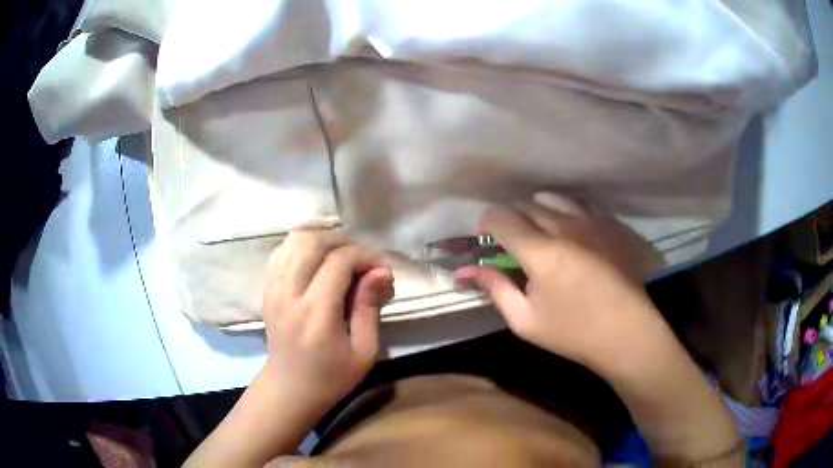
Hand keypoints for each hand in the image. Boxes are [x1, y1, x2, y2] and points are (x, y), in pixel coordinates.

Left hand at [262, 230, 393, 410]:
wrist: (290, 388)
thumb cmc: (332, 376)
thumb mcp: (364, 351)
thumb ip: (370, 307)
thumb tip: (381, 271)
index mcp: (316, 313)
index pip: (339, 261)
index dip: (365, 256)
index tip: (381, 268)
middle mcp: (289, 293)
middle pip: (312, 242)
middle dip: (342, 242)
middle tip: (361, 259)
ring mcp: (273, 288)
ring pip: (293, 240)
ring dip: (321, 240)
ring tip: (340, 257)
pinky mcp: (266, 289)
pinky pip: (281, 251)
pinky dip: (302, 247)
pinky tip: (317, 261)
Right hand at [456, 193, 664, 371]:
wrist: (627, 331)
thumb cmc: (573, 332)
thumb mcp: (525, 320)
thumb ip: (496, 289)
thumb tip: (466, 271)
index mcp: (540, 252)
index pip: (501, 218)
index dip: (487, 225)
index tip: (487, 240)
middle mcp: (564, 226)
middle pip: (525, 205)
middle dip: (511, 219)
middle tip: (511, 243)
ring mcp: (591, 221)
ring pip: (553, 199)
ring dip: (537, 210)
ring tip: (539, 232)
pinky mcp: (609, 224)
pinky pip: (579, 204)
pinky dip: (565, 212)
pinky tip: (570, 231)